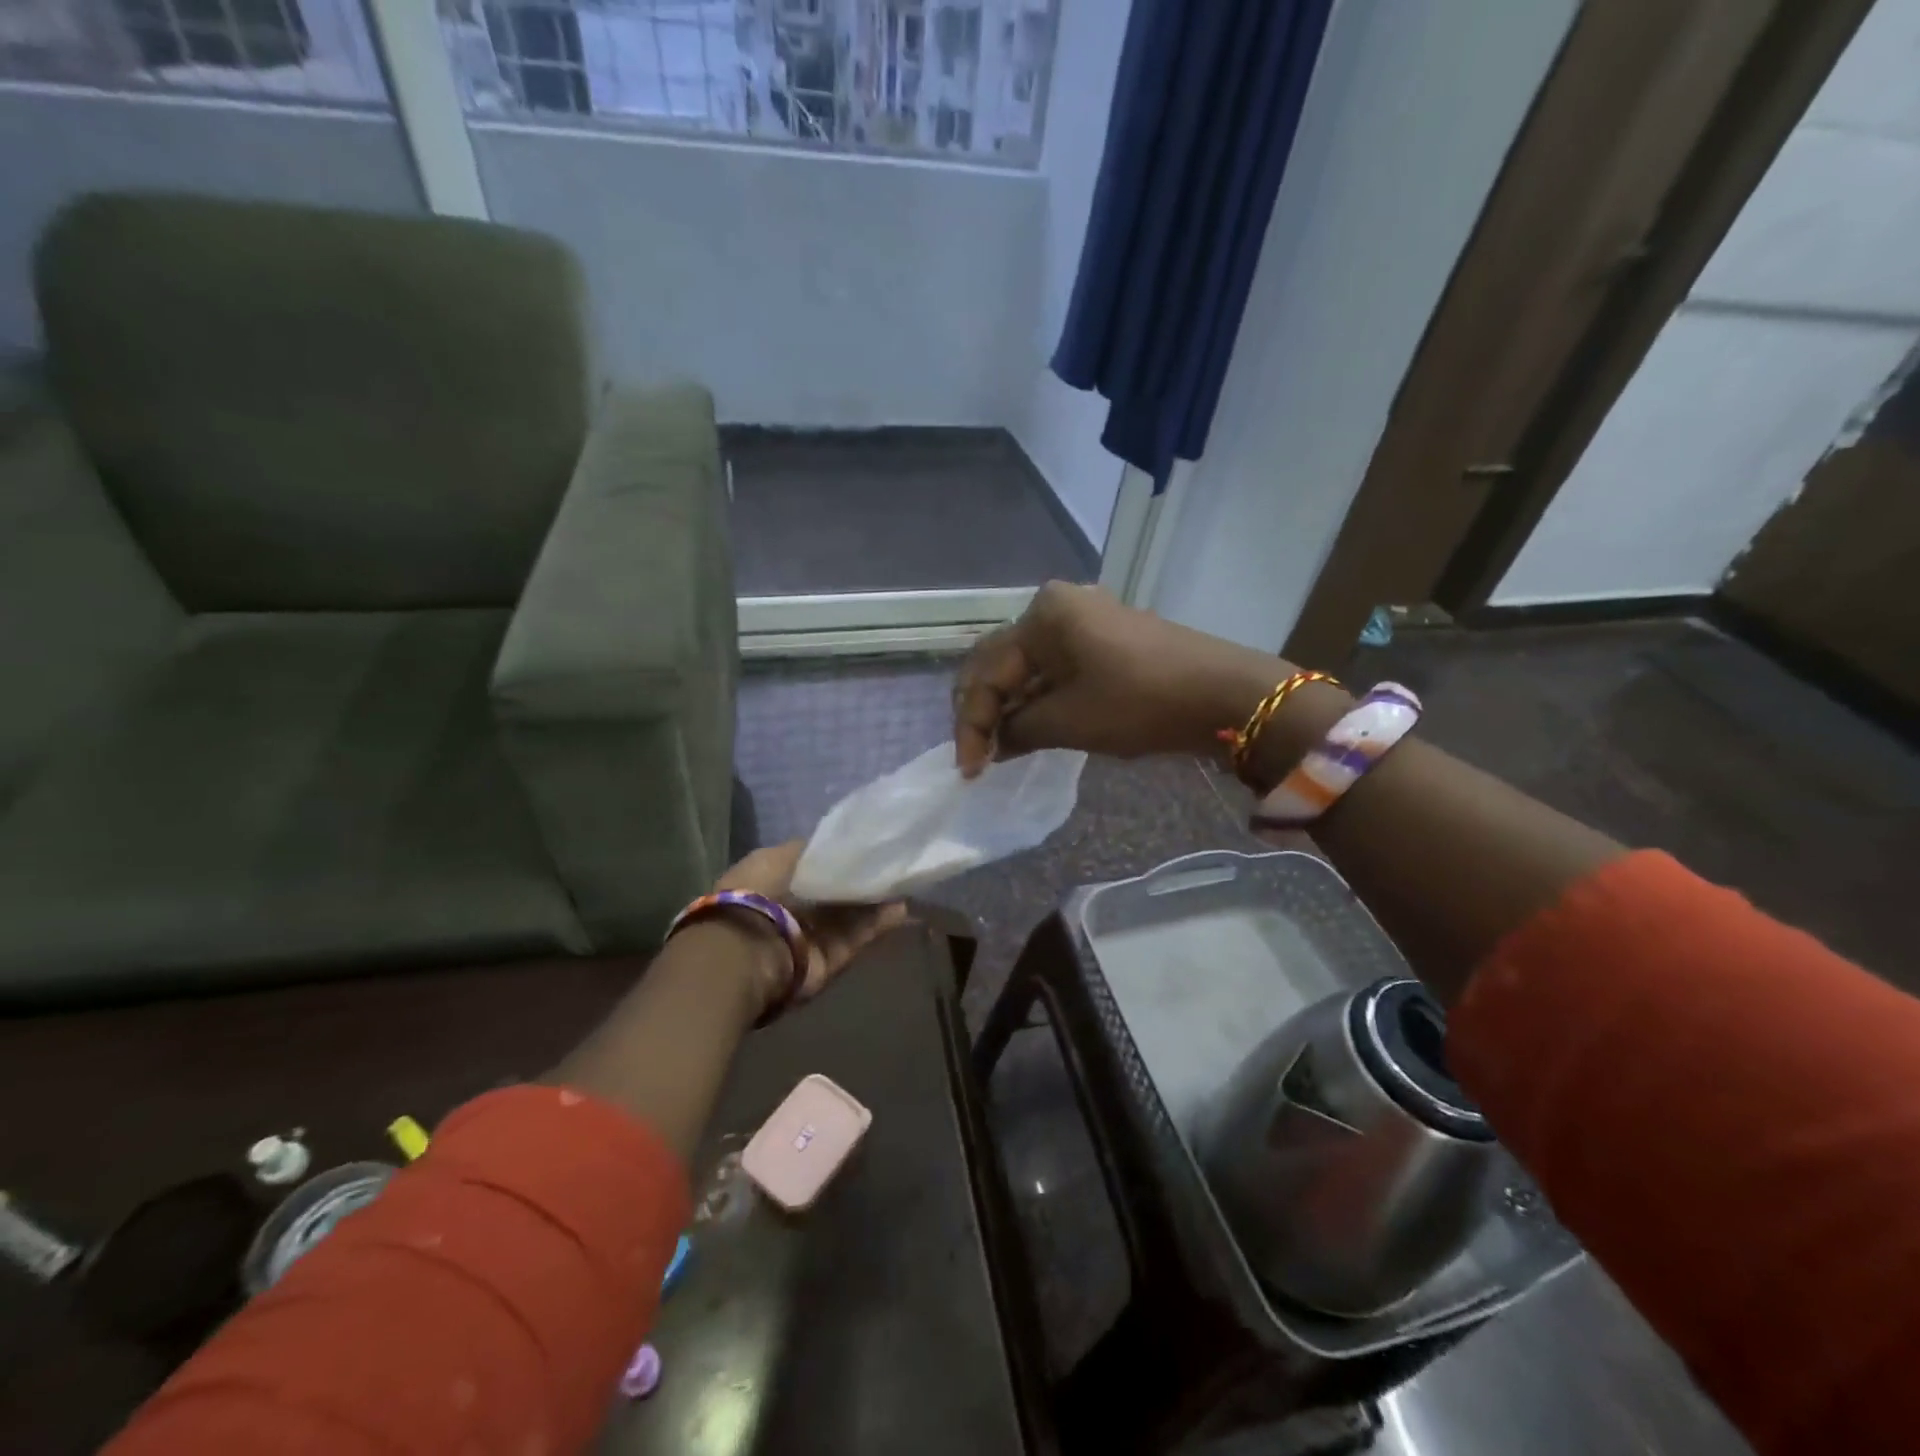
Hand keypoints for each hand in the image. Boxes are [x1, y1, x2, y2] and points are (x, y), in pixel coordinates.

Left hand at [716, 841, 909, 1003]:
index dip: (840, 856)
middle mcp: (796, 910)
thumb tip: (837, 846)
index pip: (815, 866)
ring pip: (853, 914)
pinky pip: (861, 936)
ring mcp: (816, 936)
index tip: (867, 844)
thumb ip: (808, 851)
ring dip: (876, 900)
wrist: (749, 952)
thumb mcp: (776, 857)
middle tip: (893, 862)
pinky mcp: (834, 958)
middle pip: (837, 892)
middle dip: (861, 879)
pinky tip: (901, 906)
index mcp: (776, 882)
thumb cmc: (756, 895)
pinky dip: (880, 923)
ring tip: (904, 881)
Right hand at [953, 582, 1289, 776]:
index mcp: (1041, 615)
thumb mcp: (1070, 720)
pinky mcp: (1103, 640)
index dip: (972, 724)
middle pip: (1000, 663)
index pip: (987, 672)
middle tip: (977, 757)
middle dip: (984, 712)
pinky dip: (1038, 700)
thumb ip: (1018, 730)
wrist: (1224, 694)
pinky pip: (1054, 669)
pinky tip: (1029, 729)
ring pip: (1027, 668)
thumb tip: (994, 742)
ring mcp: (1082, 621)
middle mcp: (1055, 606)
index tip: (969, 770)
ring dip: (1010, 708)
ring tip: (998, 750)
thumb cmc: (1140, 701)